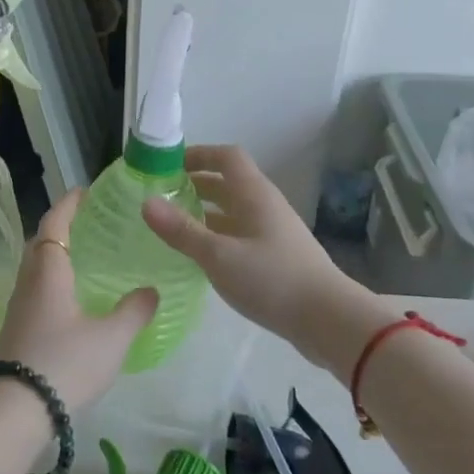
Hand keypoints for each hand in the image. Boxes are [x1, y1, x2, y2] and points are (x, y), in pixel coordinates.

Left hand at [0, 189, 158, 414]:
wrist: (15, 410)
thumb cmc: (65, 363)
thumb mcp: (111, 338)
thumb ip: (134, 311)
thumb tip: (152, 290)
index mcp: (49, 272)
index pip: (54, 224)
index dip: (68, 204)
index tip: (84, 191)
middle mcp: (28, 283)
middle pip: (40, 243)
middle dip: (61, 227)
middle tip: (88, 223)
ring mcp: (19, 307)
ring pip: (35, 268)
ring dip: (55, 255)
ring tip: (85, 258)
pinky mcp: (17, 330)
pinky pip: (35, 290)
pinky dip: (52, 280)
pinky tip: (72, 299)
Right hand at [141, 144, 356, 358]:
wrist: (328, 319)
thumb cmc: (272, 280)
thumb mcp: (219, 256)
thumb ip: (182, 230)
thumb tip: (146, 202)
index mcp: (254, 194)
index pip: (226, 157)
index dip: (198, 154)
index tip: (167, 165)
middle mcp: (264, 206)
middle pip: (227, 183)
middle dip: (194, 184)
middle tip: (161, 196)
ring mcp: (272, 232)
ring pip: (232, 211)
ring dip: (204, 212)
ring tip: (172, 225)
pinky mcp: (275, 256)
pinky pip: (238, 234)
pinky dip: (216, 235)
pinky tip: (199, 255)